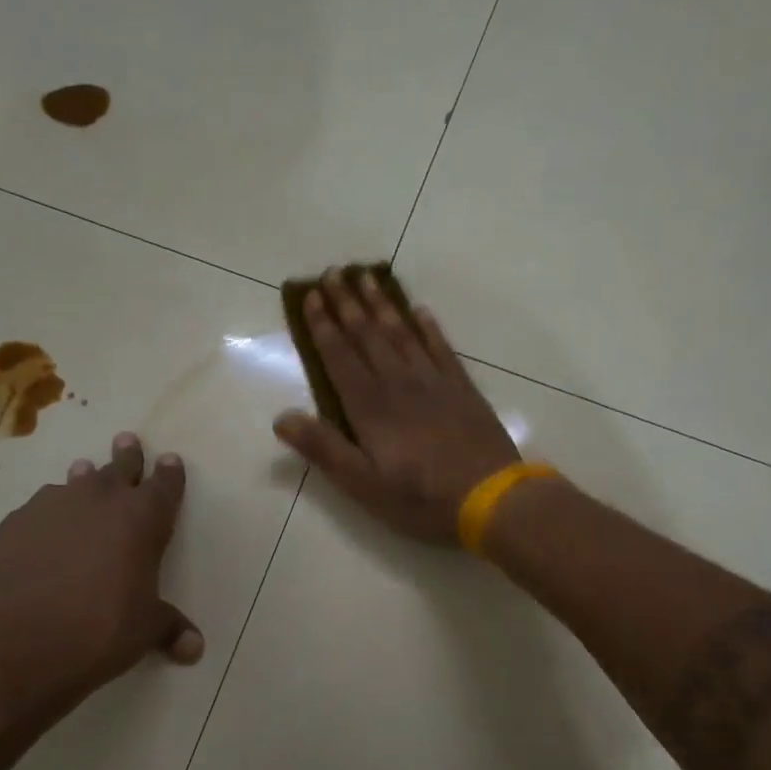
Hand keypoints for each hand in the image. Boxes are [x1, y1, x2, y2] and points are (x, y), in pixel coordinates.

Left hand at [0, 432, 202, 727]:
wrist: (19, 642)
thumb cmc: (100, 630)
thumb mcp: (144, 630)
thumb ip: (170, 629)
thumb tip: (195, 648)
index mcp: (143, 518)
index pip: (165, 485)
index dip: (170, 472)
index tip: (170, 459)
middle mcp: (101, 500)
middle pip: (120, 467)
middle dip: (127, 455)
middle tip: (127, 440)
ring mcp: (54, 506)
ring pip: (76, 481)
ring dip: (85, 478)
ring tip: (84, 472)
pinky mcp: (16, 522)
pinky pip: (41, 507)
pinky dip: (50, 511)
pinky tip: (45, 527)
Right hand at [273, 271, 519, 542]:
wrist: (489, 498)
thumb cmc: (419, 497)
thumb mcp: (362, 483)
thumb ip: (323, 447)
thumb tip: (281, 418)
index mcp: (369, 406)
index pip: (340, 356)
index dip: (323, 325)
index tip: (312, 295)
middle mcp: (398, 383)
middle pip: (368, 335)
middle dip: (348, 303)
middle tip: (334, 272)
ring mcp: (434, 382)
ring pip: (402, 333)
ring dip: (382, 305)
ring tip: (367, 277)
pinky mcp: (462, 388)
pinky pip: (441, 348)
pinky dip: (428, 327)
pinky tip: (421, 311)